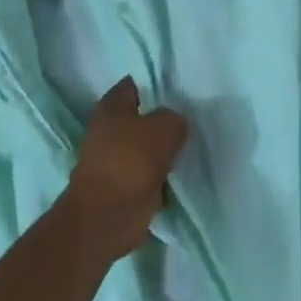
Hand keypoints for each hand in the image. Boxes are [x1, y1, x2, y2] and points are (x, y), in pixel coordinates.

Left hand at [62, 78, 186, 257]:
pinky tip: (183, 172)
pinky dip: (162, 175)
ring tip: (192, 145)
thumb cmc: (131, 162)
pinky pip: (149, 173)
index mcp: (110, 107)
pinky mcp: (122, 186)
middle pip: (141, 117)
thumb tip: (174, 125)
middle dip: (163, 119)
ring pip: (146, 147)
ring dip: (164, 149)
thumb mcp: (165, 128)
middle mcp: (107, 130)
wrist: (107, 217)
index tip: (181, 87)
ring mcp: (113, 160)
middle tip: (193, 118)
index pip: (134, 84)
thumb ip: (174, 118)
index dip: (156, 83)